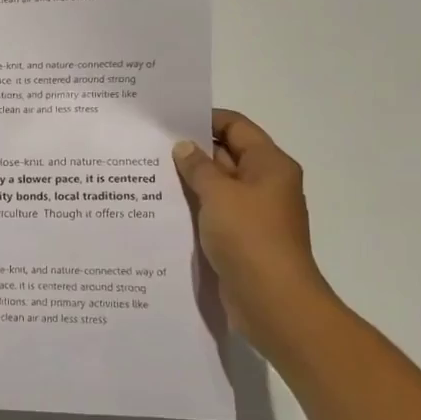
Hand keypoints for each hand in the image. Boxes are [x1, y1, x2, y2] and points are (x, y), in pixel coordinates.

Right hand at [172, 110, 337, 356]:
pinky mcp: (241, 238)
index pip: (236, 127)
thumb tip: (184, 147)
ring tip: (148, 174)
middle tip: (149, 146)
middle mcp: (265, 184)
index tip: (168, 120)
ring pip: (217, 186)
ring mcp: (254, 213)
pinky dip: (194, 207)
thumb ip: (198, 167)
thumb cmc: (250, 237)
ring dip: (189, 181)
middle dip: (192, 150)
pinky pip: (214, 212)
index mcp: (270, 165)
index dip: (205, 119)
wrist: (272, 301)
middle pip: (226, 154)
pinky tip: (162, 208)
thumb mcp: (219, 194)